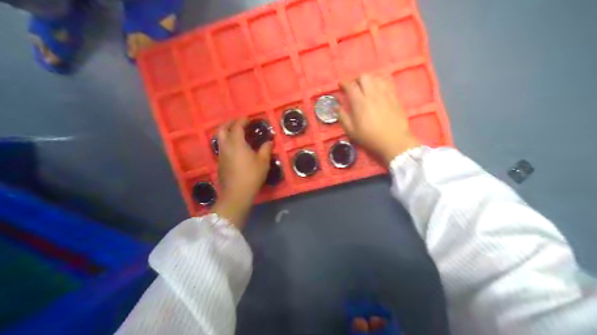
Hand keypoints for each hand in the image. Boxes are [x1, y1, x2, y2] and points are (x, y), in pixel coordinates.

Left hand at [213, 119, 271, 229]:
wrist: (236, 194)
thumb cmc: (251, 176)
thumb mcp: (263, 162)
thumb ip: (266, 149)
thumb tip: (269, 141)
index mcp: (236, 143)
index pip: (237, 126)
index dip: (242, 121)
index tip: (248, 119)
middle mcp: (226, 146)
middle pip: (222, 129)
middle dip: (229, 123)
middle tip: (238, 122)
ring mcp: (221, 155)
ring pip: (220, 138)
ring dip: (226, 132)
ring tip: (236, 134)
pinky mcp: (220, 163)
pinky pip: (221, 147)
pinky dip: (227, 142)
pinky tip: (235, 148)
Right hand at [340, 75, 418, 164]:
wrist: (394, 141)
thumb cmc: (370, 138)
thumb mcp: (351, 131)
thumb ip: (343, 117)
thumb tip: (337, 107)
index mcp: (360, 103)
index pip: (350, 86)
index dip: (344, 83)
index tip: (341, 85)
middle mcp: (372, 94)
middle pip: (364, 77)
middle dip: (356, 79)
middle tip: (354, 86)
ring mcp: (385, 94)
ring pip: (376, 77)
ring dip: (369, 80)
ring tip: (366, 87)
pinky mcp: (395, 96)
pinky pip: (387, 83)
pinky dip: (380, 82)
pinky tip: (378, 89)